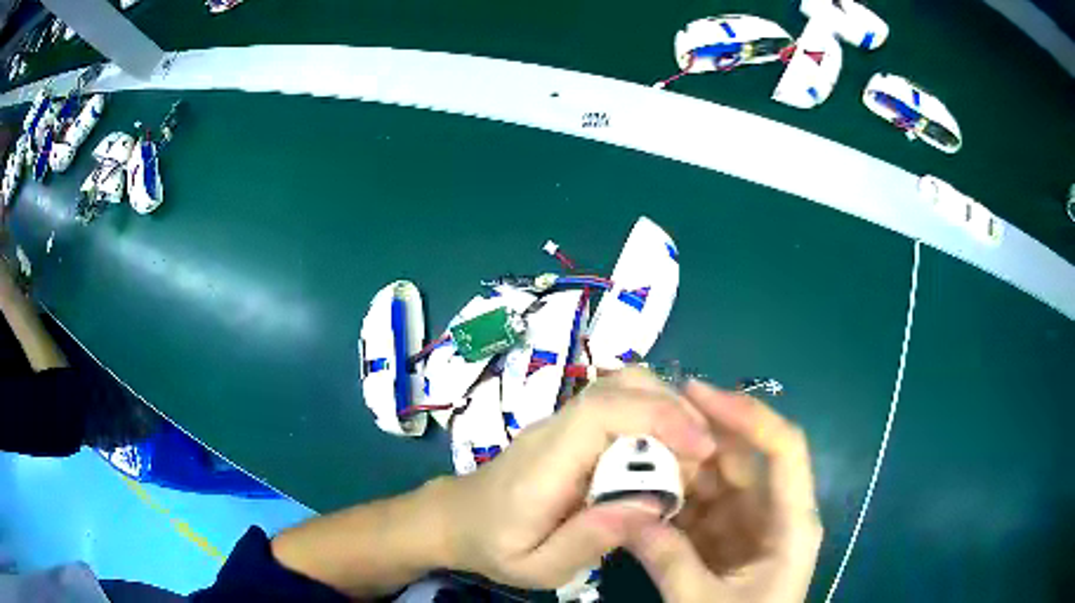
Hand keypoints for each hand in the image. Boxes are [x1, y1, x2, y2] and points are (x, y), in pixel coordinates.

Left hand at [439, 368, 717, 588]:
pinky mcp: (570, 425)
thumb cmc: (496, 546)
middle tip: (704, 455)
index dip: (661, 418)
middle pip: (622, 385)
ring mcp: (562, 421)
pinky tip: (666, 451)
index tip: (702, 450)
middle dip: (675, 410)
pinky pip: (619, 403)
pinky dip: (654, 414)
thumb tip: (650, 505)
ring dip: (668, 408)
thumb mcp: (539, 566)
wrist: (457, 519)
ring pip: (623, 386)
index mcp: (546, 462)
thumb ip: (589, 539)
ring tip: (690, 453)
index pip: (605, 412)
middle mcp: (555, 428)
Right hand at [626, 381, 822, 602]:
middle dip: (700, 438)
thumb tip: (624, 514)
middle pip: (745, 459)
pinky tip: (642, 494)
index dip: (746, 414)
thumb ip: (666, 559)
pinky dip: (674, 500)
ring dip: (680, 470)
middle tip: (647, 422)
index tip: (695, 394)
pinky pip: (701, 509)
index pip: (783, 449)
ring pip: (718, 483)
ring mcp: (750, 527)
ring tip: (635, 456)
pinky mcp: (728, 541)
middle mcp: (776, 514)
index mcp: (792, 523)